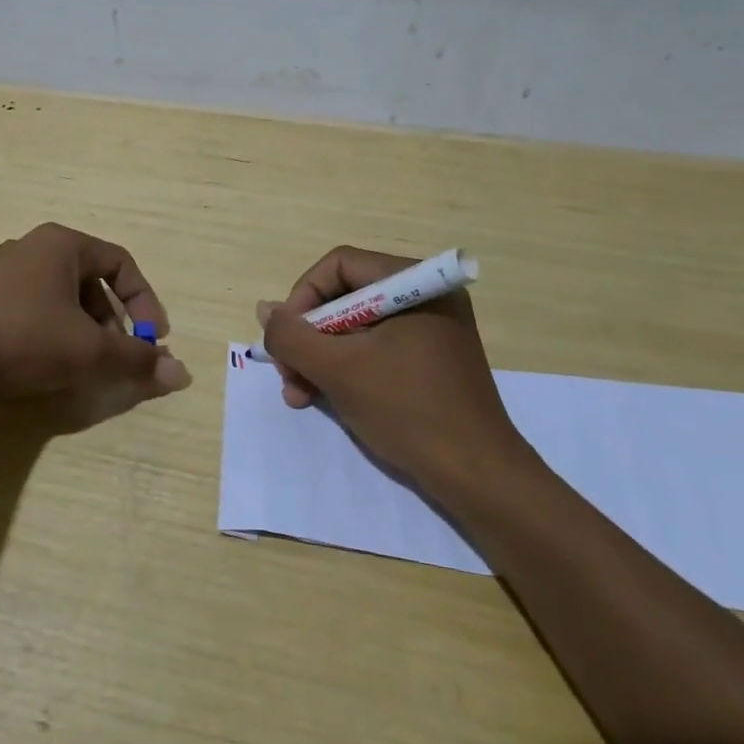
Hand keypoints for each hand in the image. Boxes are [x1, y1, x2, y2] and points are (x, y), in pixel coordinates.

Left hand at [0, 222, 191, 426]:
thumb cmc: (21, 336)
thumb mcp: (87, 350)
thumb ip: (136, 360)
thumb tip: (183, 374)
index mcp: (63, 244)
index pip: (121, 263)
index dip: (145, 301)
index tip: (153, 339)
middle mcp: (33, 248)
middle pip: (91, 281)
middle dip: (112, 322)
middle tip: (117, 356)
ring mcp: (1, 272)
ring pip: (60, 298)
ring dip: (82, 330)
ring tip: (81, 366)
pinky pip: (31, 309)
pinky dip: (50, 333)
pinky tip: (42, 365)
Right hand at [258, 246, 529, 489]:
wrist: (477, 477)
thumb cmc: (407, 410)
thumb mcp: (338, 370)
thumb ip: (292, 335)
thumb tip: (265, 310)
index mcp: (414, 283)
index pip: (339, 266)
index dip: (303, 297)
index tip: (286, 339)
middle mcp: (425, 296)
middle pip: (345, 297)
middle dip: (308, 337)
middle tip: (287, 374)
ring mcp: (430, 330)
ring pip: (355, 328)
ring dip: (320, 358)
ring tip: (298, 395)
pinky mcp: (430, 360)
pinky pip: (375, 349)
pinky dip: (346, 369)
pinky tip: (323, 398)